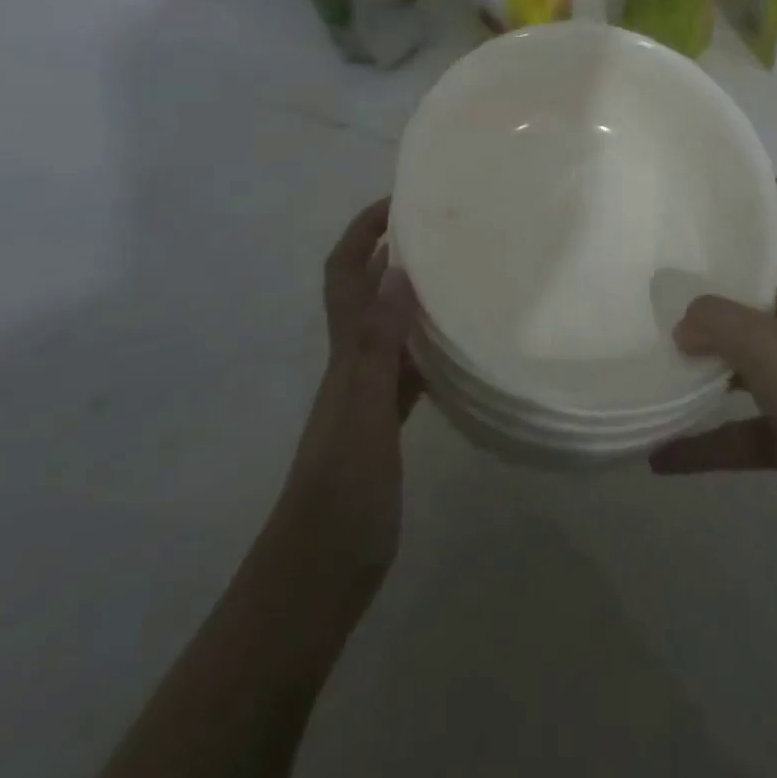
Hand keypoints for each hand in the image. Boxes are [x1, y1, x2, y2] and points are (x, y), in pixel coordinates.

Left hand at [274, 199, 421, 598]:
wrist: (316, 578)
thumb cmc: (340, 494)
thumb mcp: (363, 414)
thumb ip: (378, 344)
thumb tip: (396, 270)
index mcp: (346, 352)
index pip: (344, 273)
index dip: (362, 231)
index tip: (399, 199)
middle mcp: (353, 363)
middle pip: (366, 291)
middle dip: (392, 249)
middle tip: (443, 226)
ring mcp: (368, 395)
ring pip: (390, 326)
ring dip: (413, 294)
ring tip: (460, 273)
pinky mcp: (385, 424)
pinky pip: (410, 368)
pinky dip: (429, 345)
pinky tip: (459, 346)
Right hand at [651, 183, 776, 561]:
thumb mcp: (773, 348)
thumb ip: (720, 323)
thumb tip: (683, 325)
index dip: (772, 193)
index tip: (728, 174)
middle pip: (761, 289)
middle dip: (718, 276)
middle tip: (663, 261)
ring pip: (742, 363)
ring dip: (702, 363)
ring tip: (649, 349)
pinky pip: (736, 432)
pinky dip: (702, 442)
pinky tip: (658, 453)